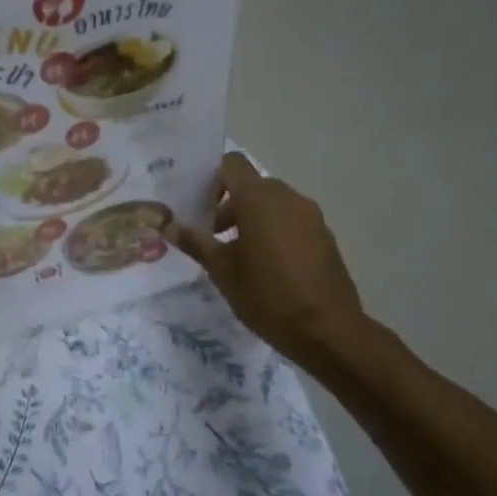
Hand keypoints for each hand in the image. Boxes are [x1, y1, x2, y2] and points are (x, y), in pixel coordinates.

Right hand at [168, 152, 370, 367]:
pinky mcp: (324, 236)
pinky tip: (266, 267)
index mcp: (259, 200)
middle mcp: (288, 198)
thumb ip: (196, 243)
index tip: (200, 207)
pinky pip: (292, 220)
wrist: (328, 331)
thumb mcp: (222, 271)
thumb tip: (169, 226)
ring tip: (238, 255)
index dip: (212, 179)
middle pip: (252, 185)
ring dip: (252, 218)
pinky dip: (274, 231)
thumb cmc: (267, 296)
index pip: (232, 164)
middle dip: (229, 205)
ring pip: (273, 203)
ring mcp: (311, 216)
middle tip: (212, 236)